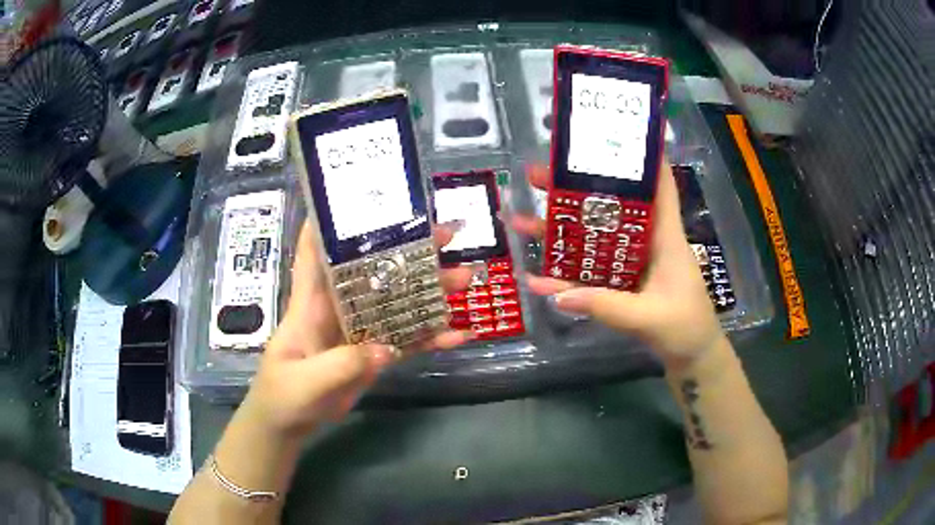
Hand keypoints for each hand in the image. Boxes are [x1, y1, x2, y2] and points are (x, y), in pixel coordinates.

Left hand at [241, 221, 473, 437]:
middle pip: (376, 269)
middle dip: (410, 249)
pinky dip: (432, 337)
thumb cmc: (283, 395)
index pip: (317, 250)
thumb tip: (387, 348)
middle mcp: (339, 307)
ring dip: (432, 290)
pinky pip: (407, 340)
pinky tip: (460, 334)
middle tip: (449, 233)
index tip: (365, 195)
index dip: (333, 219)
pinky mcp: (374, 354)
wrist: (289, 425)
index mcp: (313, 302)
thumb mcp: (305, 381)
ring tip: (467, 278)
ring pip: (399, 301)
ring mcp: (360, 331)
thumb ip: (342, 364)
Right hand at [511, 163, 724, 372]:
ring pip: (592, 238)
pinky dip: (565, 275)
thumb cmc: (686, 328)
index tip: (611, 133)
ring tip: (522, 219)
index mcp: (665, 236)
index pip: (658, 185)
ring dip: (560, 230)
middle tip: (537, 175)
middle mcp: (646, 241)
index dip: (642, 156)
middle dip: (574, 189)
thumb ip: (609, 306)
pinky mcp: (621, 284)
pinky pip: (589, 273)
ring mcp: (630, 263)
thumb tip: (559, 295)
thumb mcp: (651, 317)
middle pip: (610, 205)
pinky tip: (537, 277)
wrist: (691, 356)